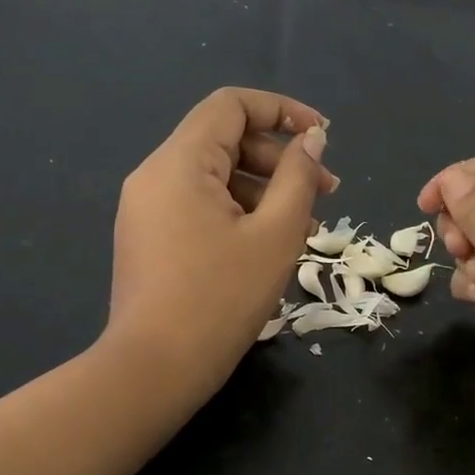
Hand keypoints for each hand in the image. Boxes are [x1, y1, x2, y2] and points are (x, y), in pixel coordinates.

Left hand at [108, 87, 335, 401]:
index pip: (231, 106)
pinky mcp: (149, 239)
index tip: (322, 137)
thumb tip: (311, 139)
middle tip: (328, 193)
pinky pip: (199, 207)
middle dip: (280, 159)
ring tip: (306, 229)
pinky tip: (270, 246)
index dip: (282, 110)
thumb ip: (298, 178)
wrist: (155, 369)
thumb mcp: (275, 235)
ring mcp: (147, 209)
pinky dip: (237, 214)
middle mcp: (155, 175)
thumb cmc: (221, 299)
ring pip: (214, 178)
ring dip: (264, 192)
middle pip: (225, 141)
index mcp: (179, 162)